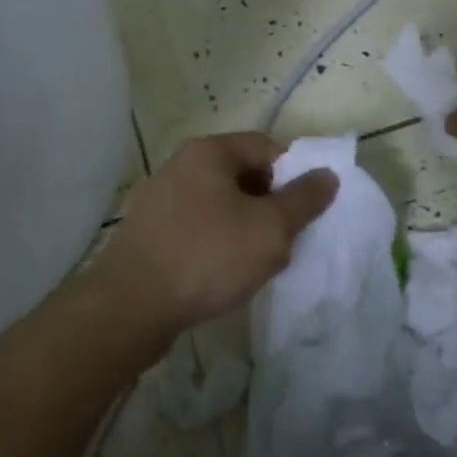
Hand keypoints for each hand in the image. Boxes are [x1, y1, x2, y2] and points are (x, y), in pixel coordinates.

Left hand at [90, 133, 338, 332]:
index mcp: (209, 152)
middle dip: (269, 205)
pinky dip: (216, 244)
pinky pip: (196, 228)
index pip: (267, 147)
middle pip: (243, 175)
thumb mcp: (270, 228)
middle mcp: (180, 165)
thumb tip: (327, 175)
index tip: (304, 211)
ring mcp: (159, 199)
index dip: (294, 175)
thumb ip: (304, 199)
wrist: (129, 308)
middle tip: (283, 240)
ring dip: (244, 228)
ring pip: (220, 205)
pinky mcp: (147, 233)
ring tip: (254, 262)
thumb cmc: (208, 256)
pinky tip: (221, 275)